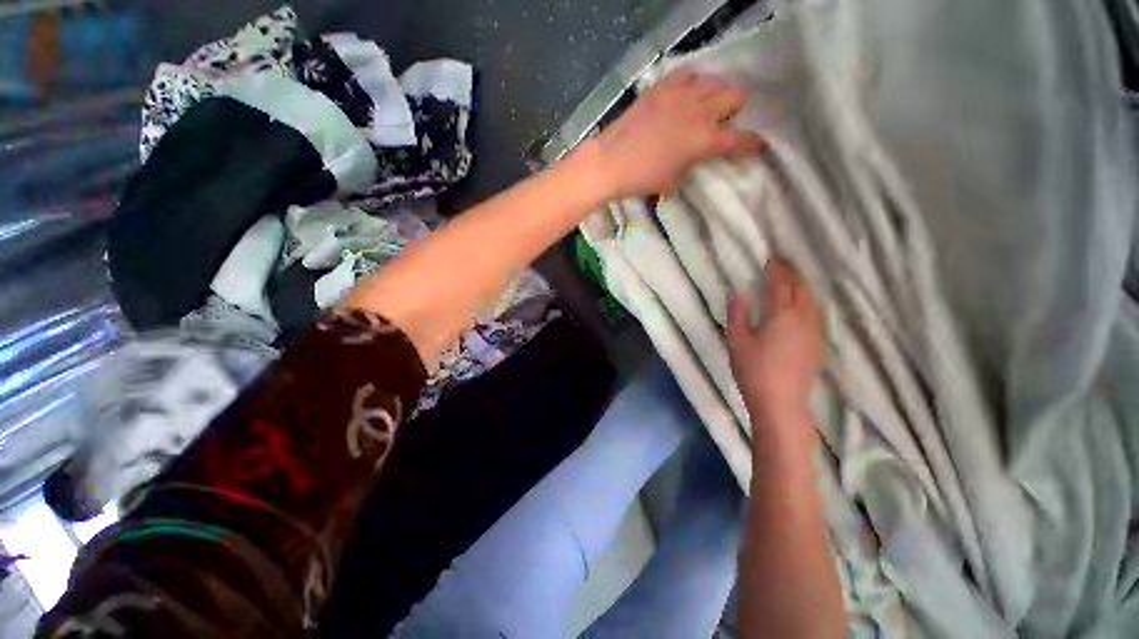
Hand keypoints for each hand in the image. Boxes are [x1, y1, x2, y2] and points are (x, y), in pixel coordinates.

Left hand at [584, 69, 764, 198]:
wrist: (610, 163)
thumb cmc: (642, 179)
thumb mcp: (675, 180)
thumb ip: (695, 162)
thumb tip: (700, 152)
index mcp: (705, 139)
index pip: (740, 138)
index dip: (753, 143)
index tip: (759, 146)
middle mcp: (699, 111)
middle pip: (735, 96)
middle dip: (736, 110)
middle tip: (725, 122)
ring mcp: (680, 95)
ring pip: (715, 81)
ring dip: (718, 94)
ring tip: (707, 107)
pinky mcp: (661, 88)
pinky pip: (687, 73)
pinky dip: (694, 82)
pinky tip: (688, 93)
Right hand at [727, 258, 823, 429]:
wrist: (781, 402)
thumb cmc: (753, 370)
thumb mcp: (736, 341)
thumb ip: (737, 315)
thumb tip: (738, 294)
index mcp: (781, 315)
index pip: (780, 285)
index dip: (776, 270)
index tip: (771, 258)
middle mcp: (802, 318)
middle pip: (801, 288)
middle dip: (792, 273)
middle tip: (782, 263)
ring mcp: (813, 331)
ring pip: (812, 300)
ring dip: (803, 285)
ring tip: (793, 279)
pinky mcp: (817, 343)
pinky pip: (816, 312)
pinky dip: (809, 300)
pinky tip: (803, 304)